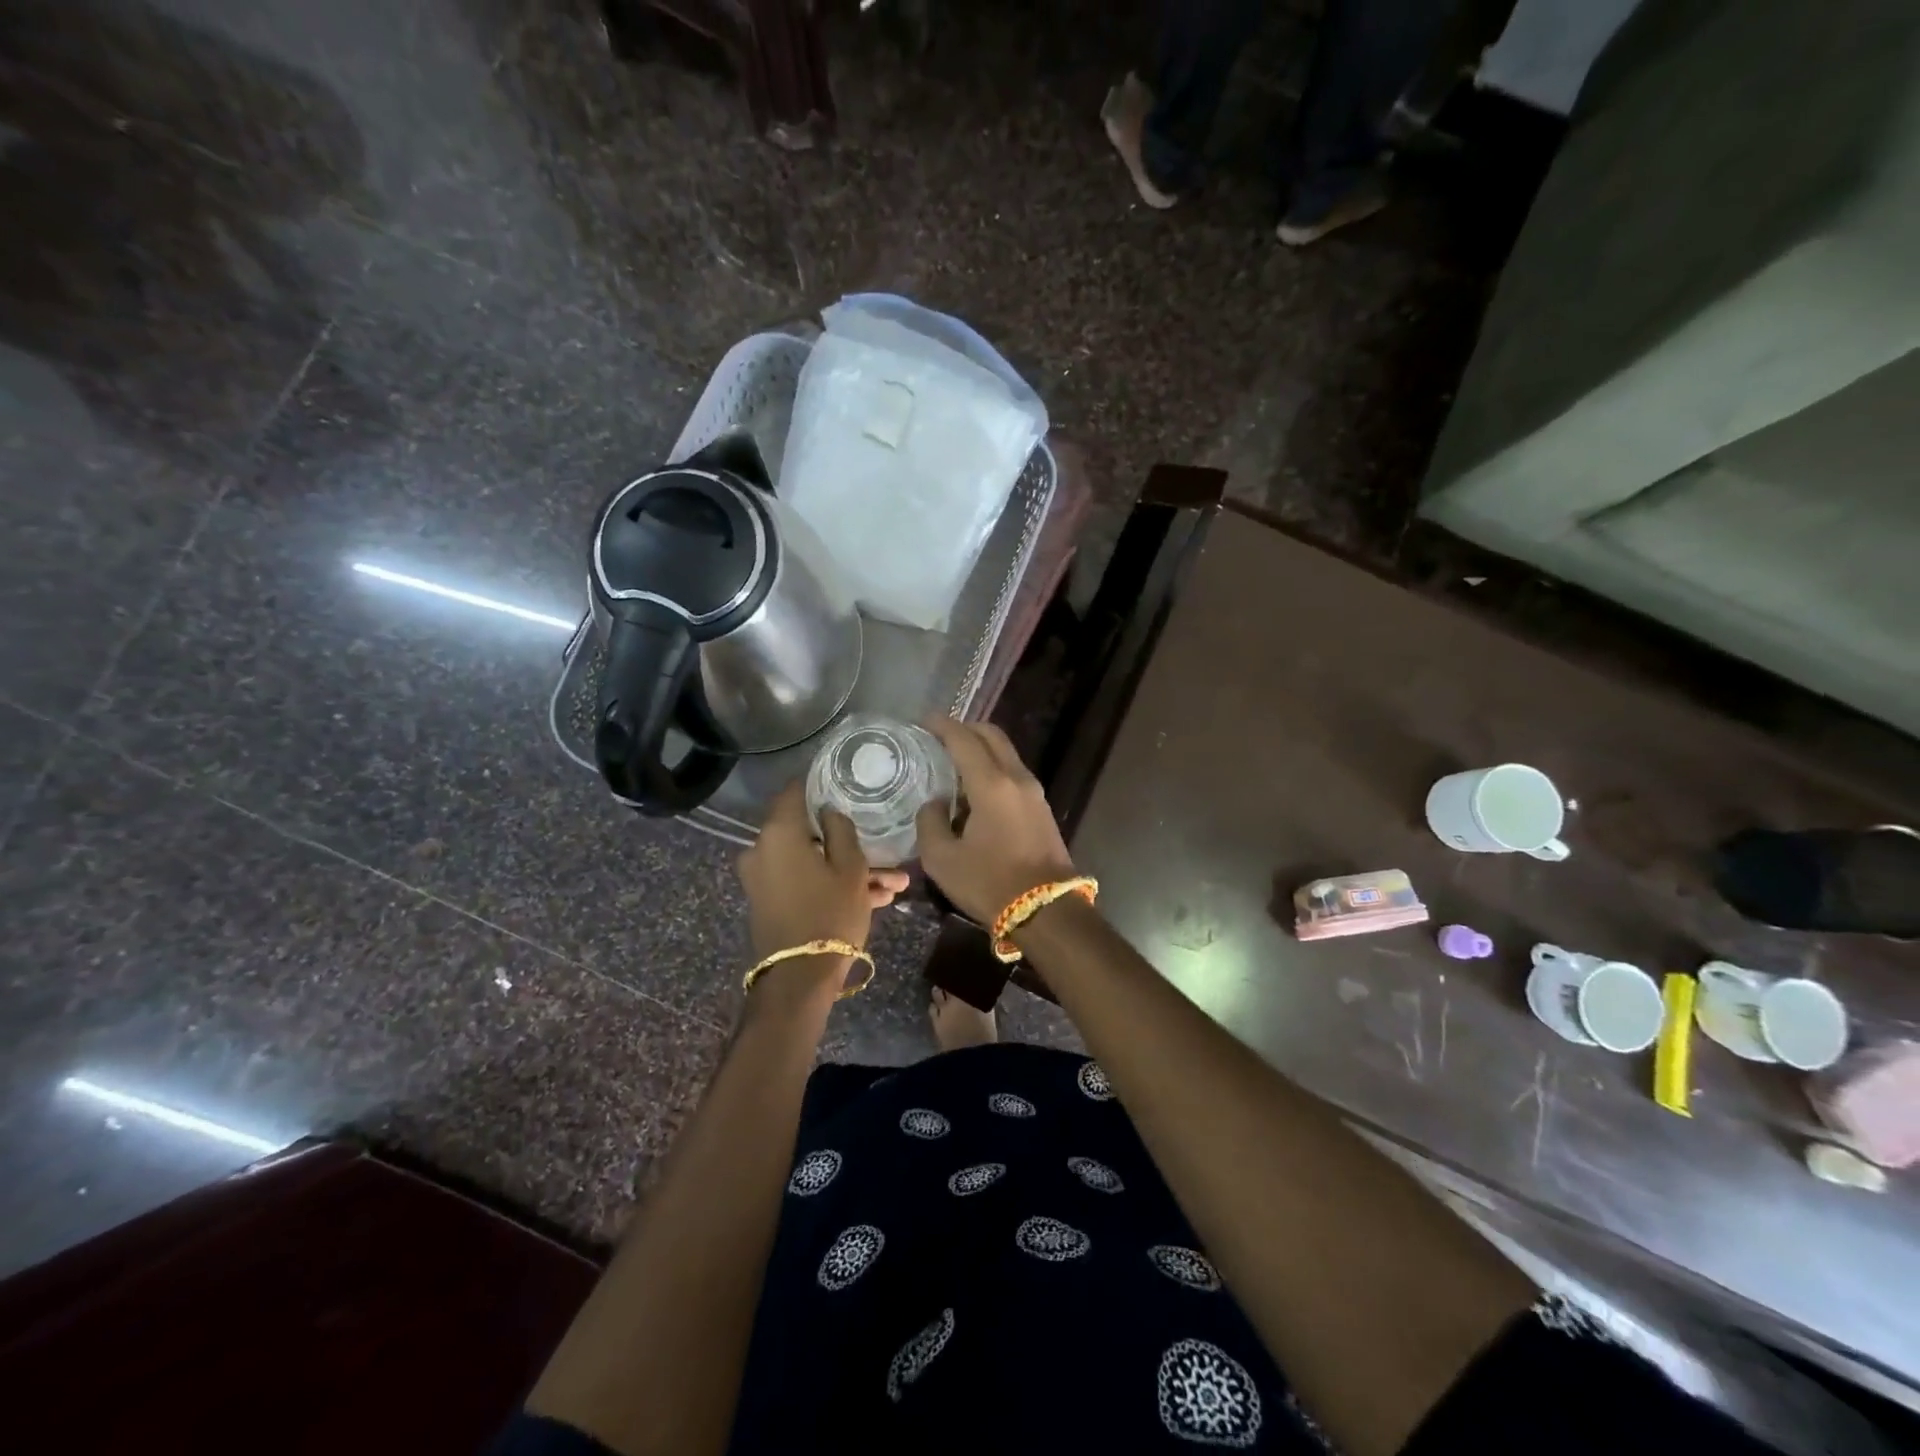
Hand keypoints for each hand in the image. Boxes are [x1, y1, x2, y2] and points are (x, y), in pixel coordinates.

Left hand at [737, 783, 908, 983]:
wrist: (798, 979)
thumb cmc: (829, 914)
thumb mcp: (851, 868)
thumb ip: (841, 830)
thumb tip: (829, 812)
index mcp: (779, 833)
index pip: (795, 791)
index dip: (820, 785)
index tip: (845, 785)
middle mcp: (762, 849)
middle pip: (808, 831)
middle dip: (847, 841)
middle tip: (882, 848)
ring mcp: (762, 878)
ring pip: (812, 861)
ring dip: (848, 869)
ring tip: (893, 884)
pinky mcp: (768, 901)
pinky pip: (804, 881)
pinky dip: (831, 885)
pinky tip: (876, 898)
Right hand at [915, 718, 1075, 925]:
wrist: (1047, 911)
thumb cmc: (990, 884)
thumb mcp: (942, 859)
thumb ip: (930, 823)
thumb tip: (934, 804)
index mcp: (991, 784)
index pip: (964, 740)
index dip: (942, 726)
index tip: (924, 721)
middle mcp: (1017, 778)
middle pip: (992, 736)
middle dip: (965, 729)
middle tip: (939, 737)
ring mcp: (1034, 792)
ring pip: (1006, 753)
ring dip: (981, 748)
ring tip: (954, 762)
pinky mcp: (1042, 808)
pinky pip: (1013, 772)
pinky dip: (993, 766)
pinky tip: (974, 787)